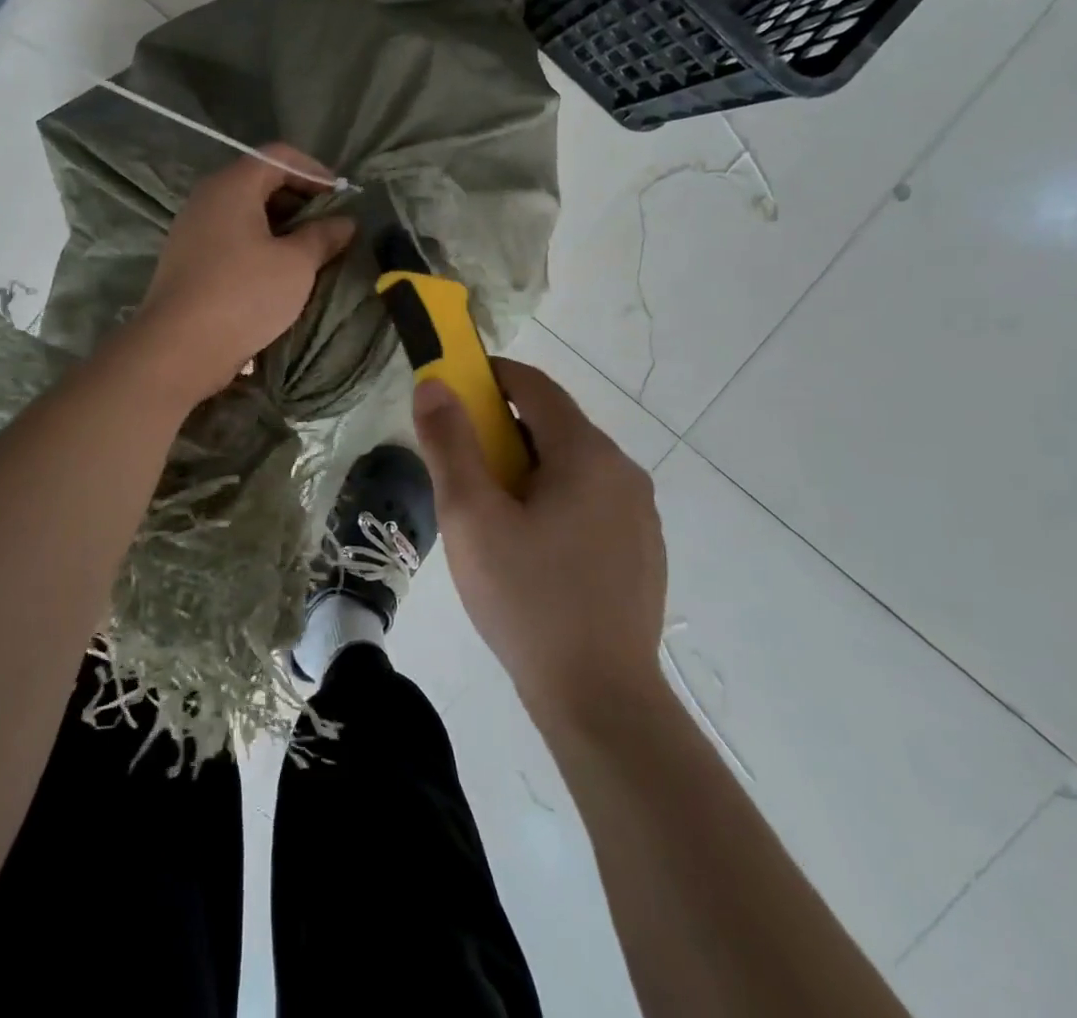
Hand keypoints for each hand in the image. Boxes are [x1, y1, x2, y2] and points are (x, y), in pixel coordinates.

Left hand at [130, 145, 354, 406]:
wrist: (179, 347)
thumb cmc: (243, 295)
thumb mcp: (296, 264)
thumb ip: (323, 236)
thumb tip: (345, 222)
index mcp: (232, 186)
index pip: (278, 156)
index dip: (314, 172)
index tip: (342, 198)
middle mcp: (207, 198)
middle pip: (260, 181)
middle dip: (299, 199)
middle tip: (330, 226)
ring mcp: (193, 230)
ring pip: (245, 214)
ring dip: (281, 227)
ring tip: (311, 252)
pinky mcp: (188, 260)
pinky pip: (231, 239)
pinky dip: (259, 246)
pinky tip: (279, 274)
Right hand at [412, 360, 667, 724]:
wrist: (600, 699)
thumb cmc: (526, 598)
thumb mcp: (471, 516)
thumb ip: (449, 443)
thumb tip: (434, 385)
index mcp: (586, 454)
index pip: (534, 386)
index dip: (489, 376)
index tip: (452, 389)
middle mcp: (622, 471)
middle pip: (553, 426)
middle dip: (502, 431)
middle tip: (461, 467)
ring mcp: (639, 513)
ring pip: (571, 467)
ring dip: (527, 469)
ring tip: (490, 516)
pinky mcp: (641, 549)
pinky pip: (589, 502)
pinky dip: (553, 501)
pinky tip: (531, 551)